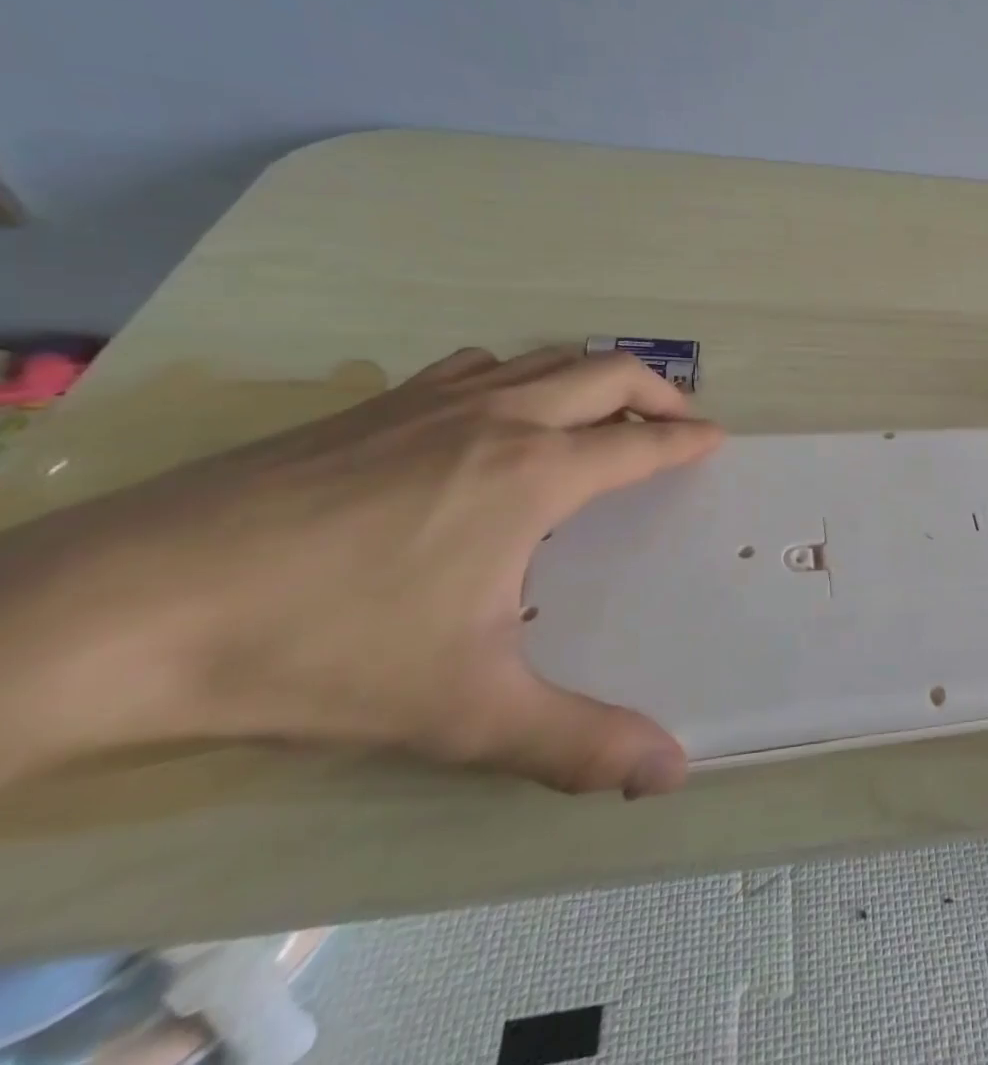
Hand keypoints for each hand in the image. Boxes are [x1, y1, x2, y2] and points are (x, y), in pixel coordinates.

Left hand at [0, 347, 723, 796]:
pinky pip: (478, 366)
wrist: (125, 611)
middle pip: (607, 371)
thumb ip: (578, 744)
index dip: (688, 439)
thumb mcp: (465, 713)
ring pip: (543, 358)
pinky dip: (518, 375)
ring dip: (590, 375)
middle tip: (678, 421)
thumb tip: (672, 773)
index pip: (642, 441)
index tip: (717, 440)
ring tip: (601, 413)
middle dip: (659, 390)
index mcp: (536, 473)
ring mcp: (432, 401)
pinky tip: (493, 413)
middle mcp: (500, 418)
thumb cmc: (324, 651)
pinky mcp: (372, 404)